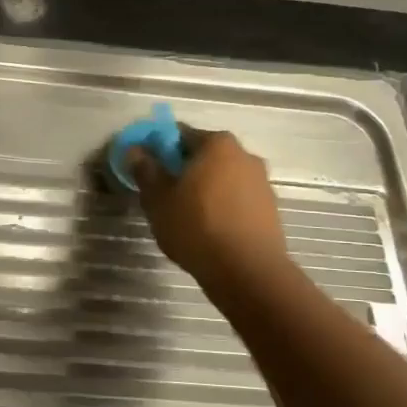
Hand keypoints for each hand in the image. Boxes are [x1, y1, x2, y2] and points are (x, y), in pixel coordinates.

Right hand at [130, 126, 288, 282]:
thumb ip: (146, 170)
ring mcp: (262, 182)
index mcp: (217, 144)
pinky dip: (222, 207)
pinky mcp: (270, 209)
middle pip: (204, 156)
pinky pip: (237, 200)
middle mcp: (245, 155)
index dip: (159, 150)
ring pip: (222, 178)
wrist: (247, 271)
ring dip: (204, 189)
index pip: (180, 135)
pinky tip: (208, 230)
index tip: (147, 170)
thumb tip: (136, 151)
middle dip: (183, 170)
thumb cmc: (196, 226)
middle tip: (164, 195)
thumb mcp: (158, 199)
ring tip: (185, 216)